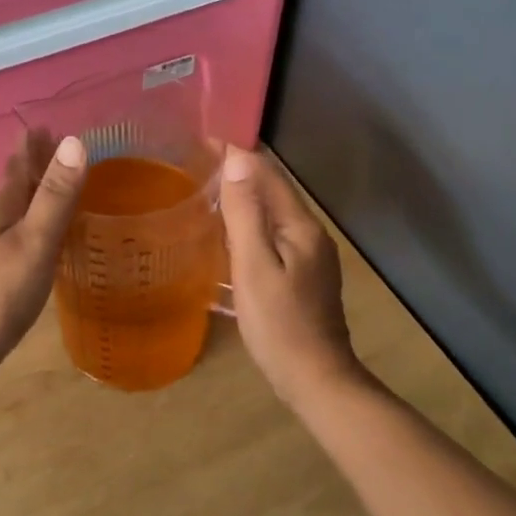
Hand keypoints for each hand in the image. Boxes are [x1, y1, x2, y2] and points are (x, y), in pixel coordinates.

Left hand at [0, 132, 86, 410]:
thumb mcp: (33, 242)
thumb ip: (54, 196)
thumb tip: (75, 140)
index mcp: (1, 210)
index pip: (19, 165)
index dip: (33, 144)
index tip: (51, 122)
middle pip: (16, 186)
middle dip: (36, 165)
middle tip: (62, 148)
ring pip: (19, 215)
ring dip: (38, 197)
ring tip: (63, 189)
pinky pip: (23, 244)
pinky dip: (40, 233)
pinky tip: (49, 245)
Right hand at [218, 146, 360, 405]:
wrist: (316, 379)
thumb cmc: (280, 324)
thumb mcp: (254, 266)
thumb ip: (246, 213)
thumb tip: (237, 160)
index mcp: (300, 226)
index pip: (268, 173)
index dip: (238, 152)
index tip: (206, 135)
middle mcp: (309, 233)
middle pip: (273, 189)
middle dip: (240, 169)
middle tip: (200, 158)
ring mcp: (309, 254)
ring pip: (272, 211)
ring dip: (244, 195)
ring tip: (209, 186)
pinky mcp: (302, 273)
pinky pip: (272, 233)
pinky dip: (249, 221)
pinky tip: (229, 230)